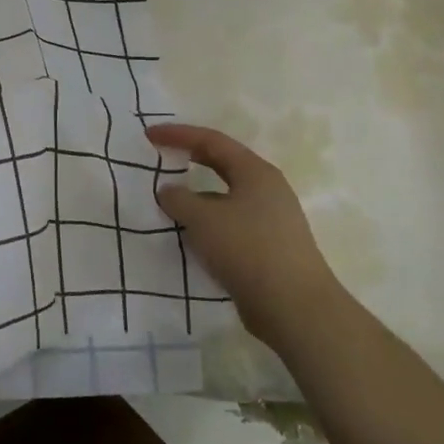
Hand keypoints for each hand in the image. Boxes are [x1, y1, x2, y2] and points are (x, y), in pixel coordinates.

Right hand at [148, 123, 342, 345]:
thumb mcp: (202, 218)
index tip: (149, 135)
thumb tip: (168, 191)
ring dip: (197, 196)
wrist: (295, 308)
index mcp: (256, 172)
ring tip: (169, 203)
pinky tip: (190, 236)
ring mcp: (271, 219)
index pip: (211, 140)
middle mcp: (267, 189)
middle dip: (190, 159)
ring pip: (226, 197)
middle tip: (160, 158)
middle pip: (223, 164)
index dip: (178, 135)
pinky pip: (230, 223)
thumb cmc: (247, 249)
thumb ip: (178, 199)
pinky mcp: (269, 247)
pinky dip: (207, 222)